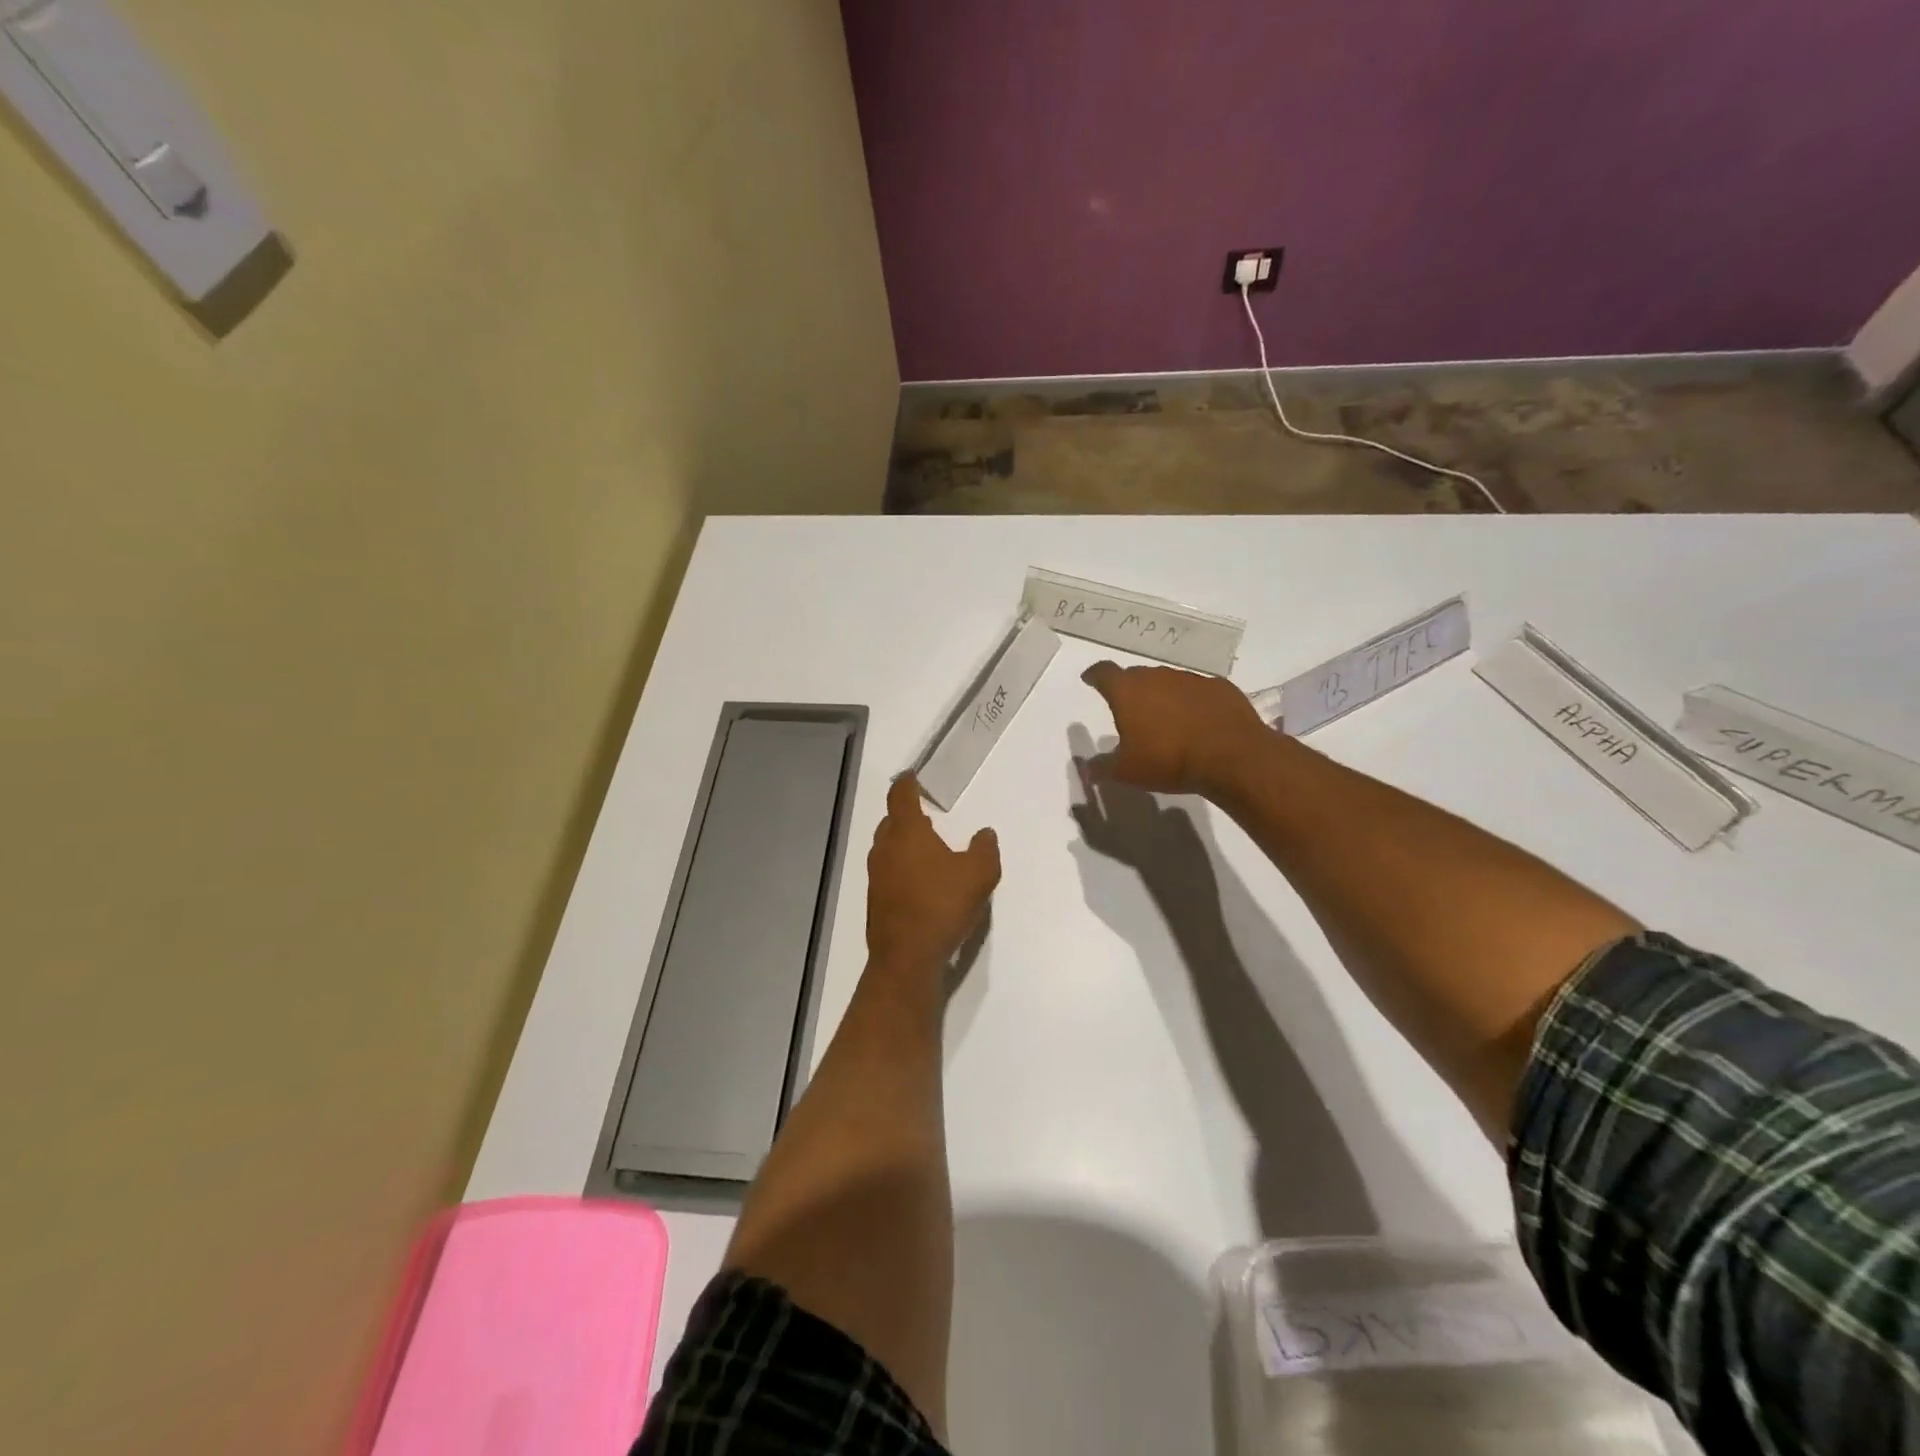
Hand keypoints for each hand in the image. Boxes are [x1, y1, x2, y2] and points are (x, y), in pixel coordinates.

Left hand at [866, 774, 1000, 974]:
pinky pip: (888, 874)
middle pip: (891, 822)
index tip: (912, 777)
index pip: (901, 796)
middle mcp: (884, 849)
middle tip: (927, 819)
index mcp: (906, 832)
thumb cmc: (942, 905)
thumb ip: (985, 849)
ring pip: (888, 849)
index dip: (907, 784)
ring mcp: (876, 877)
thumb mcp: (979, 874)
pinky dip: (902, 870)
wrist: (906, 957)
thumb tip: (985, 833)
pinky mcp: (876, 901)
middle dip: (907, 816)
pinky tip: (922, 886)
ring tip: (929, 852)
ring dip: (904, 845)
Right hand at [1080, 661, 1268, 797]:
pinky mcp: (1220, 687)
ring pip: (1169, 682)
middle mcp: (1158, 676)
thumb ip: (1103, 767)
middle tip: (1129, 708)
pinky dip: (1193, 702)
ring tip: (1165, 719)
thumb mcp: (1127, 771)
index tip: (1090, 679)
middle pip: (1137, 675)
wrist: (1232, 756)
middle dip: (1130, 689)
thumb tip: (1087, 770)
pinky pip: (1199, 691)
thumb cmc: (1168, 760)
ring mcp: (1191, 679)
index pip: (1104, 673)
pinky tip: (1198, 721)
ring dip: (1163, 696)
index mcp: (1128, 691)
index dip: (1095, 676)